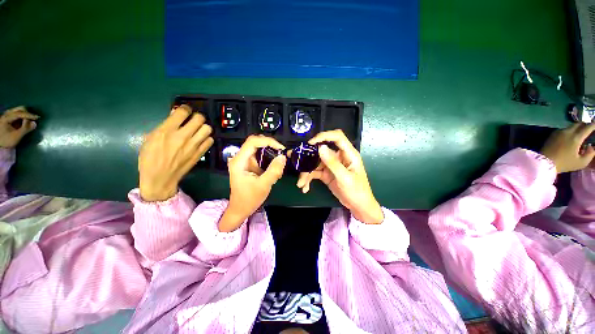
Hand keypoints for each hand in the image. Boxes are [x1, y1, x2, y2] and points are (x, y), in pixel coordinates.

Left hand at [0, 106, 38, 147]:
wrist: (0, 144)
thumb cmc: (7, 140)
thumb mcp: (16, 136)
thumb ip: (25, 129)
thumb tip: (35, 123)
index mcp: (7, 118)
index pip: (20, 113)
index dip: (29, 115)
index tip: (37, 118)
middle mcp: (6, 114)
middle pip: (19, 109)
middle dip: (27, 113)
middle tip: (33, 119)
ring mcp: (7, 116)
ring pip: (18, 111)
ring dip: (25, 115)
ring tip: (29, 121)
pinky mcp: (9, 118)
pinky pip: (17, 114)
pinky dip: (22, 116)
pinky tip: (25, 121)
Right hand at [139, 105, 213, 201]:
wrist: (160, 178)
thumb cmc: (150, 159)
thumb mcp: (150, 139)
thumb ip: (163, 126)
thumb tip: (174, 115)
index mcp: (166, 131)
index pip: (183, 112)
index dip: (185, 108)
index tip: (185, 110)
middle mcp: (182, 136)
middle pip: (199, 118)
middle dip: (197, 116)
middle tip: (194, 120)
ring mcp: (193, 145)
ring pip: (207, 129)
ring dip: (204, 127)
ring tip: (199, 130)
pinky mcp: (200, 153)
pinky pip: (210, 141)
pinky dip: (207, 138)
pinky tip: (202, 140)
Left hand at [219, 135, 285, 231]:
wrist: (240, 209)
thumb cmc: (249, 199)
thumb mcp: (263, 185)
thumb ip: (274, 170)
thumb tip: (283, 157)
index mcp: (239, 161)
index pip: (252, 142)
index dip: (267, 141)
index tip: (280, 148)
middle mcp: (240, 158)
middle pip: (255, 143)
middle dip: (270, 145)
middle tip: (282, 153)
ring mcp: (245, 161)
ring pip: (259, 149)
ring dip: (270, 152)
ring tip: (280, 161)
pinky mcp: (249, 165)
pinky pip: (260, 156)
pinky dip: (269, 158)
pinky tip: (275, 167)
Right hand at [297, 130, 383, 224]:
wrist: (358, 206)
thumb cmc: (357, 191)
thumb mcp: (345, 178)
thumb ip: (333, 163)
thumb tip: (321, 147)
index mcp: (348, 154)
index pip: (337, 137)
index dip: (323, 136)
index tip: (310, 143)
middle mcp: (338, 157)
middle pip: (321, 151)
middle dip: (308, 158)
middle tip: (296, 162)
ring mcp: (331, 165)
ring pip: (315, 163)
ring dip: (306, 173)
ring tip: (301, 184)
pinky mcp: (326, 174)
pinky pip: (314, 173)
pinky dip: (308, 179)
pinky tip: (305, 187)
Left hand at [540, 122, 594, 173]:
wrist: (543, 162)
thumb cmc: (564, 163)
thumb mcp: (581, 162)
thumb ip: (590, 154)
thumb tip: (592, 147)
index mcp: (576, 137)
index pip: (588, 127)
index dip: (594, 125)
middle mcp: (567, 132)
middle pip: (579, 124)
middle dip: (585, 125)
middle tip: (589, 129)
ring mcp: (559, 132)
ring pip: (571, 126)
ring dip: (577, 128)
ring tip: (580, 134)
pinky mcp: (552, 134)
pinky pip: (564, 129)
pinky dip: (570, 131)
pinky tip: (571, 137)